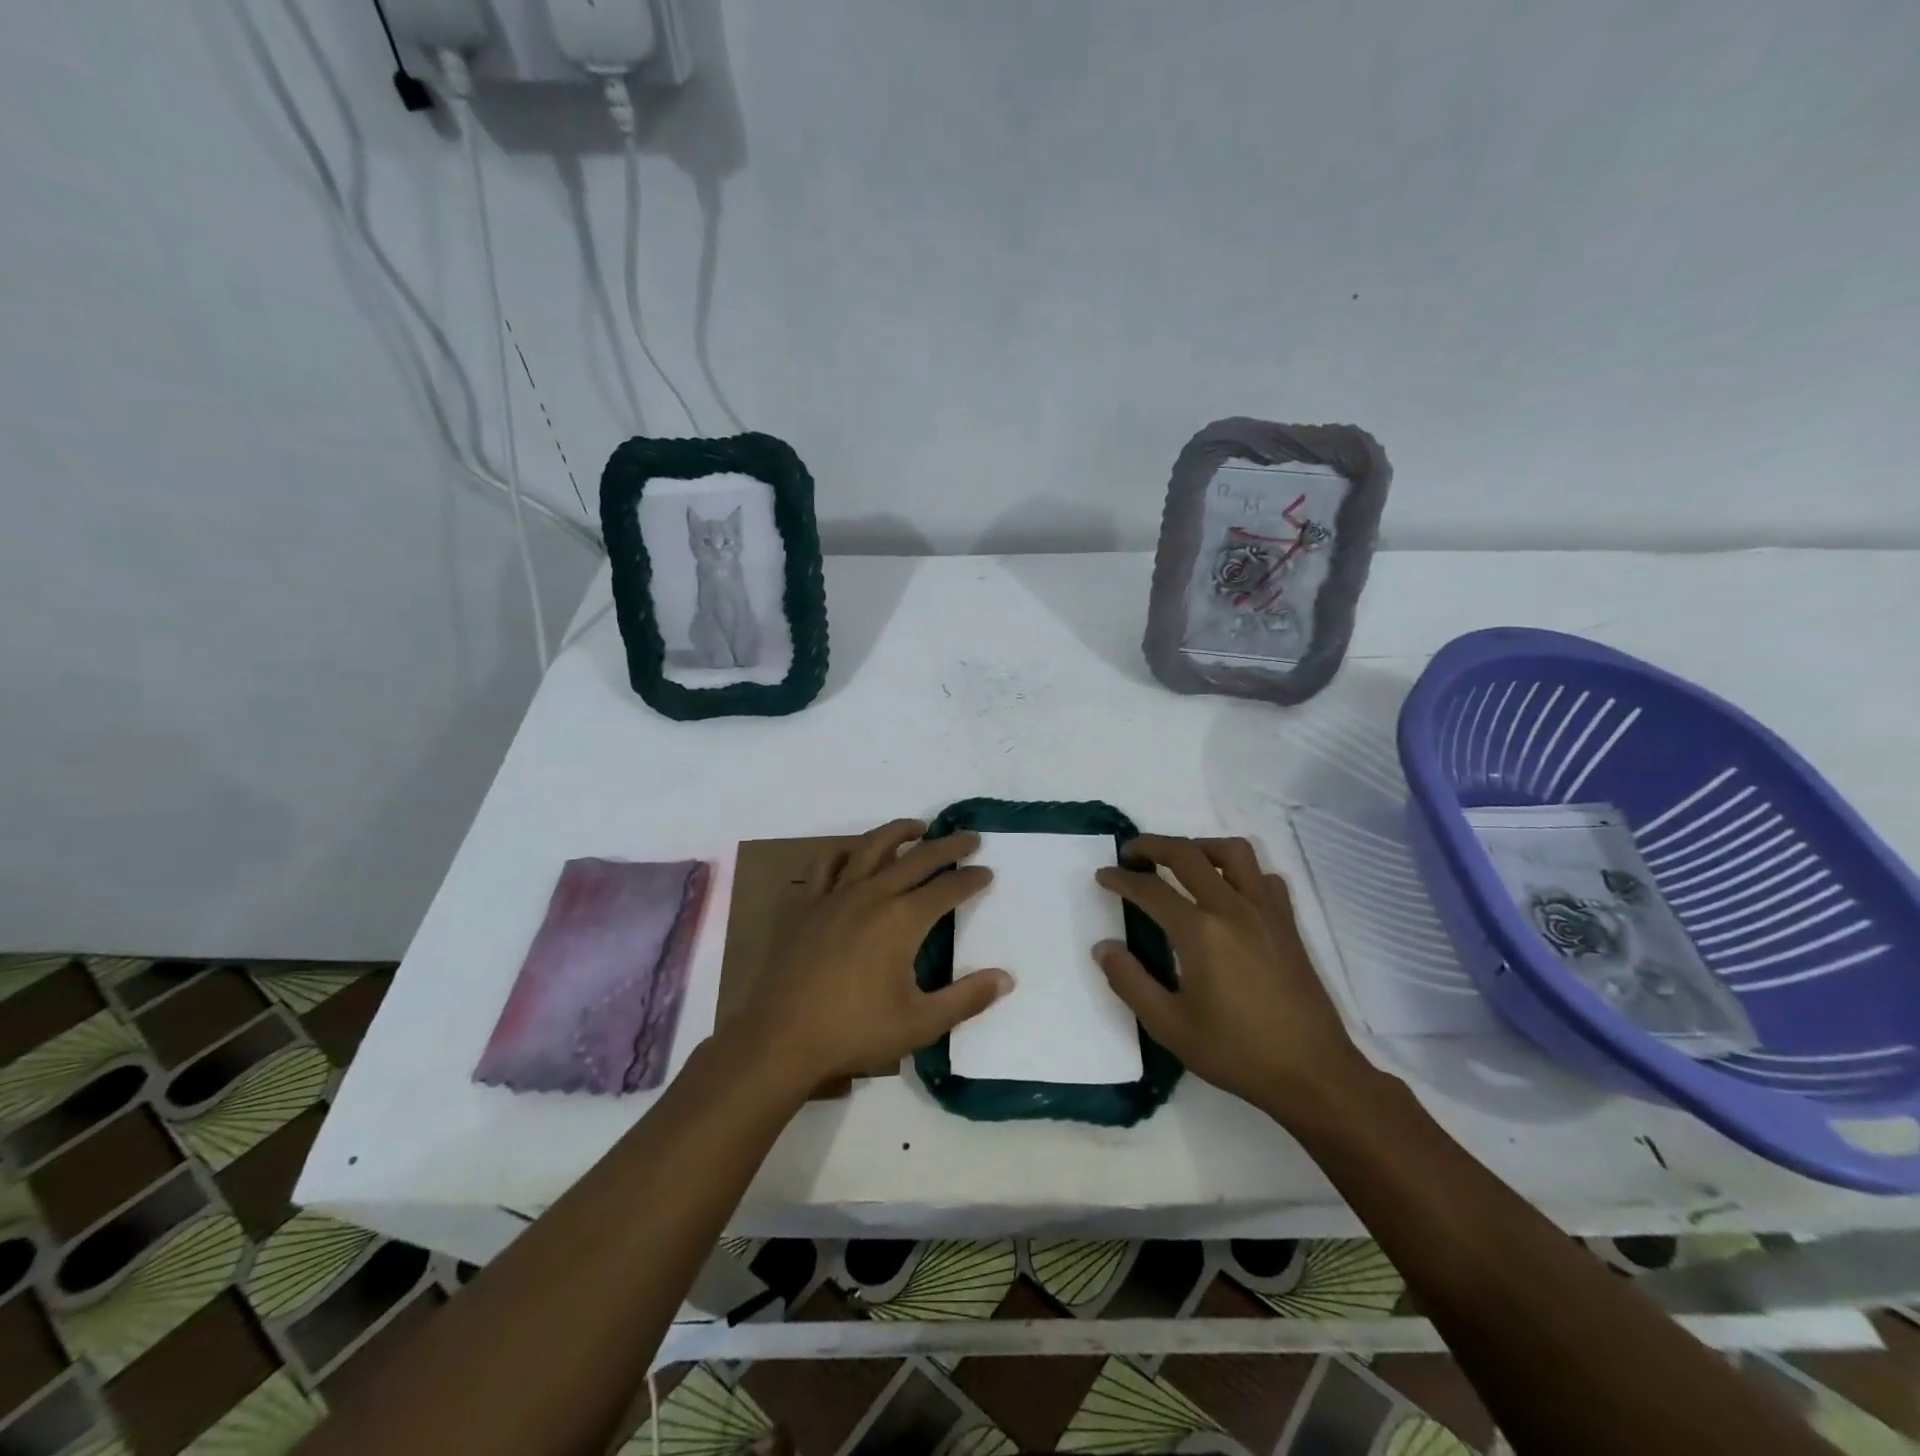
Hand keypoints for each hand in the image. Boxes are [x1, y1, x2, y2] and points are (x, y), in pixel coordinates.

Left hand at [727, 819, 1011, 1098]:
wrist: (781, 1039)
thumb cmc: (855, 1032)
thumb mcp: (920, 1023)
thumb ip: (966, 998)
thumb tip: (1006, 978)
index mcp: (902, 920)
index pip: (947, 889)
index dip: (971, 879)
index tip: (986, 872)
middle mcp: (872, 895)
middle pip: (917, 858)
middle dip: (947, 846)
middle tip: (969, 837)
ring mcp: (835, 895)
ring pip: (871, 847)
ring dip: (898, 832)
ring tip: (917, 827)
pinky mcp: (806, 904)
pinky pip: (826, 864)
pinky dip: (844, 851)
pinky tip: (853, 853)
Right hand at [1093, 835, 1377, 1123]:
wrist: (1312, 1073)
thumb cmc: (1236, 1052)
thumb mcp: (1169, 1026)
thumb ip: (1129, 981)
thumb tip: (1103, 947)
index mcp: (1200, 931)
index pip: (1150, 889)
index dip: (1121, 879)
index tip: (1103, 876)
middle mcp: (1232, 908)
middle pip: (1187, 854)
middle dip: (1152, 846)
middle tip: (1130, 854)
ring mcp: (1266, 911)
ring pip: (1232, 852)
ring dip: (1199, 847)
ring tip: (1181, 862)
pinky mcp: (1287, 924)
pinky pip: (1263, 877)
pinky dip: (1241, 872)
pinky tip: (1229, 892)